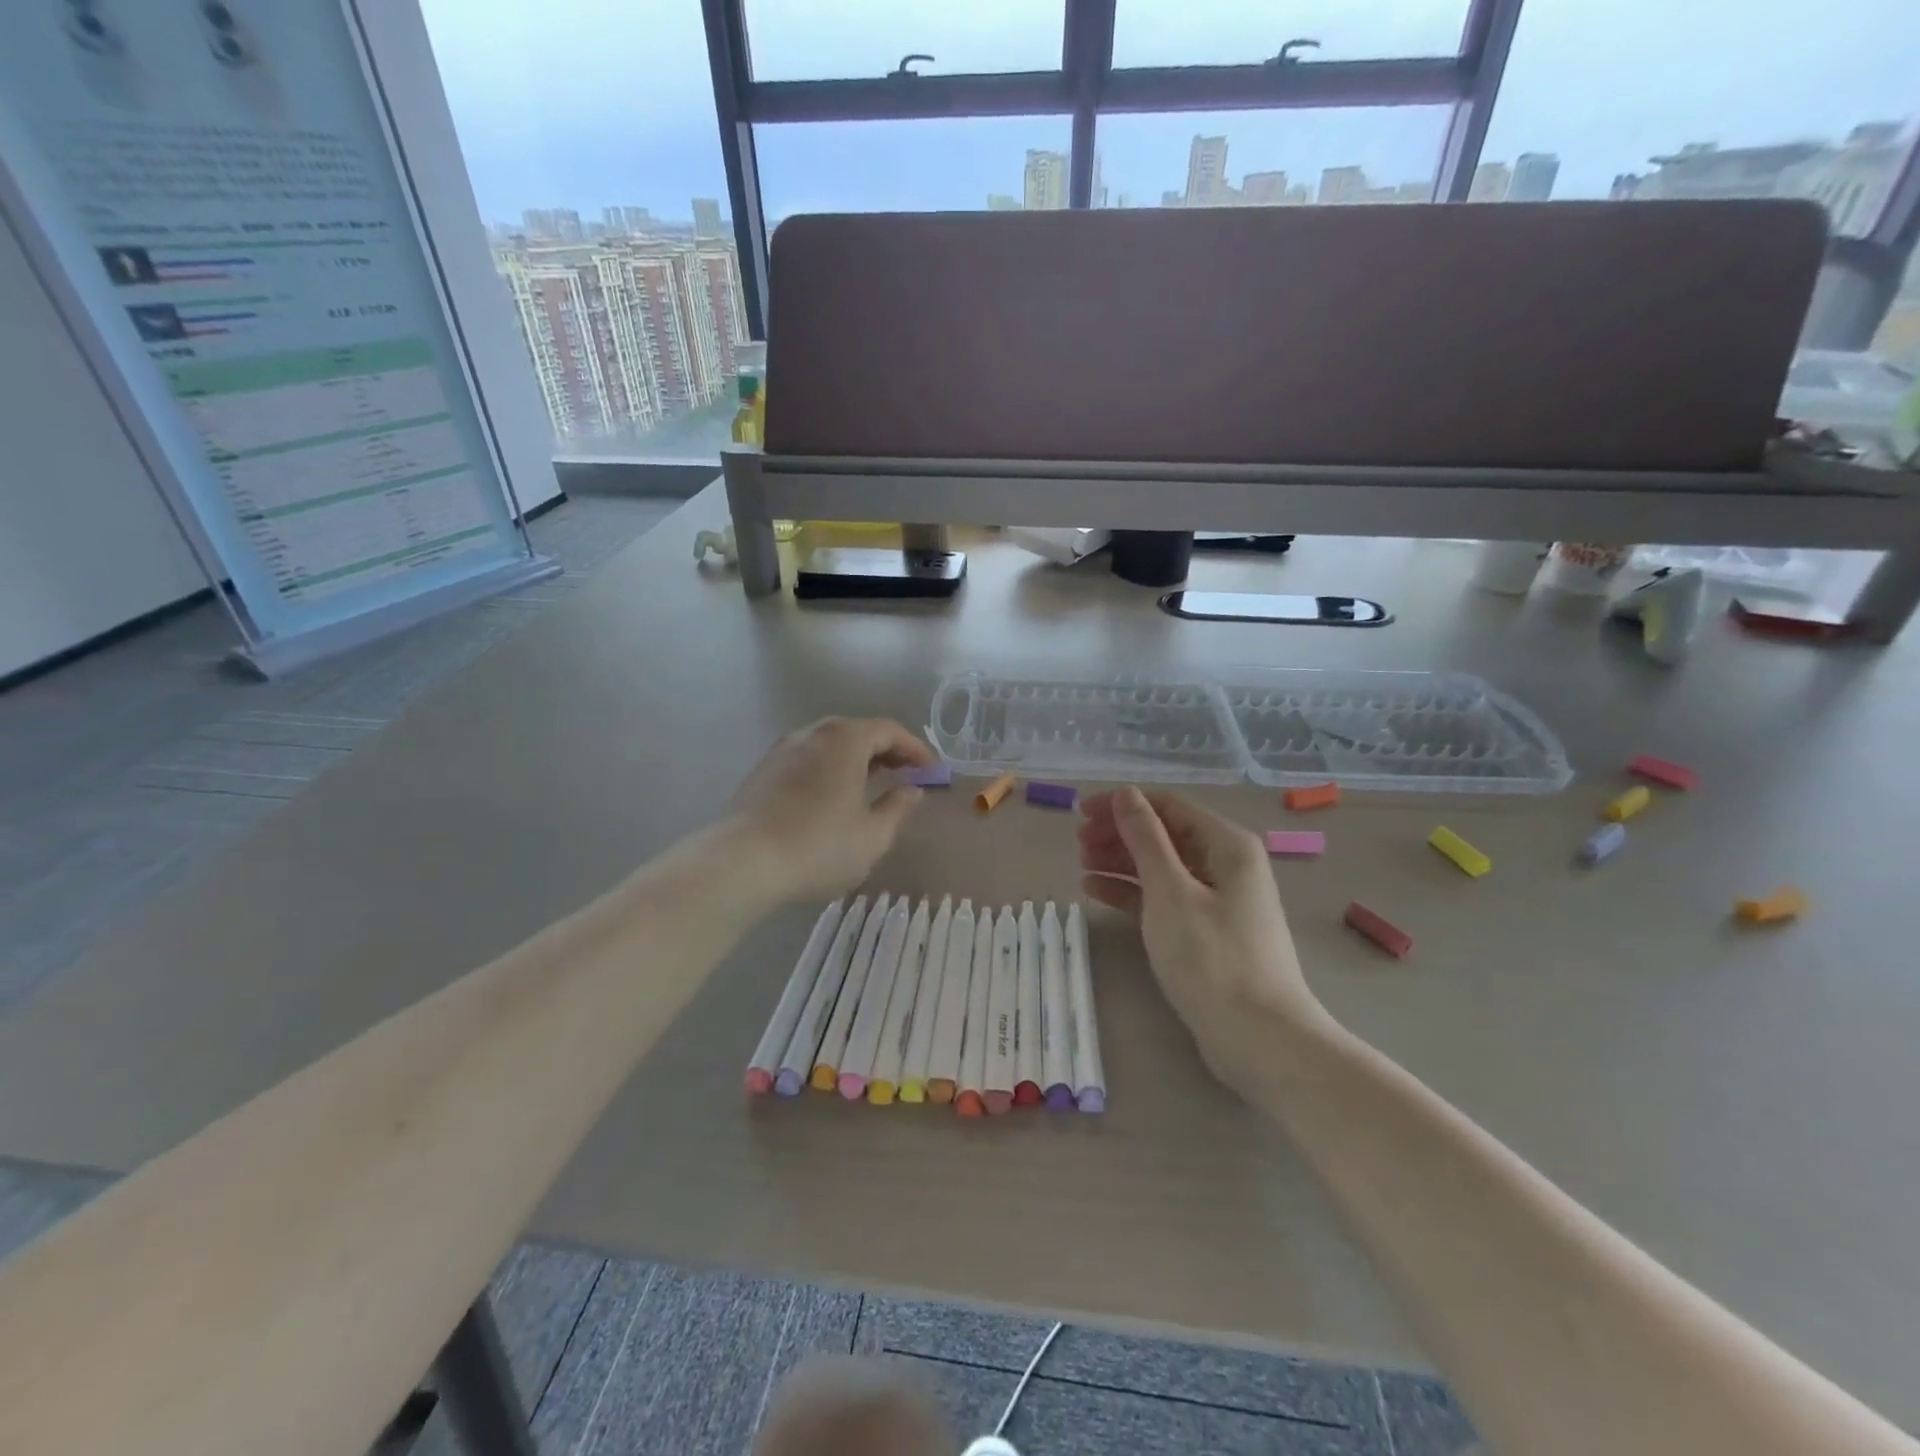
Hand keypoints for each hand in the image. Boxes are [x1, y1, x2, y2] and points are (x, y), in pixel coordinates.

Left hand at [726, 717, 935, 901]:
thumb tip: (913, 789)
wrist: (742, 863)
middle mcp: (812, 733)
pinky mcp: (763, 772)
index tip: (932, 771)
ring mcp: (782, 750)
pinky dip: (830, 770)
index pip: (889, 730)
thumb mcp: (872, 835)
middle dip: (887, 751)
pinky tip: (833, 798)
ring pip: (830, 745)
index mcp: (844, 739)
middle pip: (858, 732)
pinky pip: (808, 760)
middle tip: (906, 775)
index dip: (915, 749)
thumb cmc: (818, 846)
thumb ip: (898, 807)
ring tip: (873, 786)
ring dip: (857, 760)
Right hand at [1078, 787, 1336, 1096]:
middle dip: (1120, 834)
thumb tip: (1127, 794)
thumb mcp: (1170, 891)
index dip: (1124, 804)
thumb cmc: (1212, 958)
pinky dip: (1132, 893)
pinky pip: (1164, 899)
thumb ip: (1145, 839)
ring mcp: (1218, 901)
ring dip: (1122, 862)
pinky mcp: (1207, 933)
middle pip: (1166, 835)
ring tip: (1082, 867)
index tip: (1081, 813)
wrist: (1260, 1039)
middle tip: (1078, 844)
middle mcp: (1226, 865)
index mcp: (1228, 846)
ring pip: (1162, 868)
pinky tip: (1097, 892)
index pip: (1169, 806)